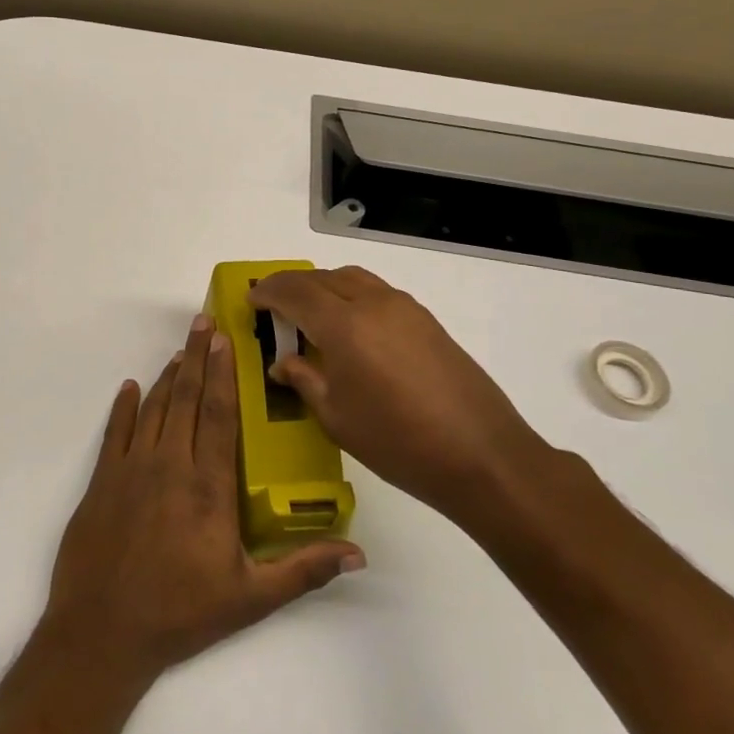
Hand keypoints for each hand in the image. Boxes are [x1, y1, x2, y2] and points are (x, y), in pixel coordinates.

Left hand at [42, 314, 365, 685]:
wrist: (103, 633)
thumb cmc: (181, 614)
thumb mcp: (250, 598)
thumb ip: (303, 570)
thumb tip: (358, 553)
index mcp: (209, 487)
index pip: (219, 415)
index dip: (223, 374)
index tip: (226, 340)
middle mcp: (170, 465)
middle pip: (186, 399)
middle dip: (197, 357)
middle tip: (203, 322)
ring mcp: (131, 469)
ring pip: (153, 408)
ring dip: (167, 376)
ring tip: (181, 349)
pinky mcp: (102, 481)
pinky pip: (115, 432)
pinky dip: (122, 406)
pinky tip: (129, 387)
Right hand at [248, 266, 550, 525]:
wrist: (482, 456)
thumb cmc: (397, 442)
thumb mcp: (336, 417)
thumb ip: (304, 380)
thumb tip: (283, 363)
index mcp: (344, 325)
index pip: (295, 291)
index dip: (269, 292)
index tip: (251, 301)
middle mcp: (373, 304)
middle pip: (323, 278)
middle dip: (292, 286)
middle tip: (274, 307)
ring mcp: (405, 309)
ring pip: (353, 279)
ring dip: (324, 286)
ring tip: (309, 314)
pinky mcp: (427, 321)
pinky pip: (377, 293)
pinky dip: (352, 296)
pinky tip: (350, 329)